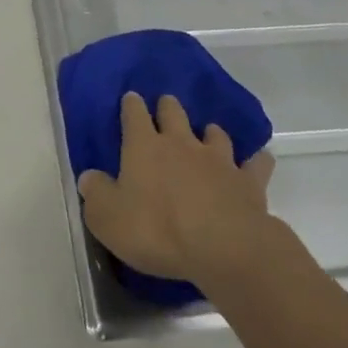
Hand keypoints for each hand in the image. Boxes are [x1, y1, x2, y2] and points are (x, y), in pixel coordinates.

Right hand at [76, 93, 276, 283]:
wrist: (222, 247)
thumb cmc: (156, 230)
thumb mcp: (108, 218)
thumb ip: (95, 194)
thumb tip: (89, 178)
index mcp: (144, 146)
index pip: (133, 113)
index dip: (131, 105)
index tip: (130, 100)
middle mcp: (180, 142)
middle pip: (174, 112)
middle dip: (168, 108)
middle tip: (166, 110)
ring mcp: (217, 159)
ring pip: (214, 132)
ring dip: (209, 132)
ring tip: (207, 136)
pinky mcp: (247, 181)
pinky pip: (255, 163)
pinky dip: (255, 161)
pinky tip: (257, 161)